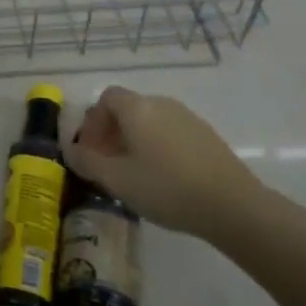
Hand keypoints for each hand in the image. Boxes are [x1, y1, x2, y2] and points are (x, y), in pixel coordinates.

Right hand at [66, 87, 269, 242]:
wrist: (233, 206)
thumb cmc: (166, 188)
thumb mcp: (116, 180)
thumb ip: (87, 162)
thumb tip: (71, 151)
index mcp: (137, 108)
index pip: (106, 98)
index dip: (94, 122)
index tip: (92, 151)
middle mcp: (161, 104)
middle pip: (128, 109)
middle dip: (112, 133)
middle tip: (109, 165)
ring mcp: (188, 118)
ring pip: (151, 122)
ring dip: (136, 141)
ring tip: (135, 174)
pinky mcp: (208, 137)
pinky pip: (171, 134)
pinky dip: (159, 148)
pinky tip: (165, 179)